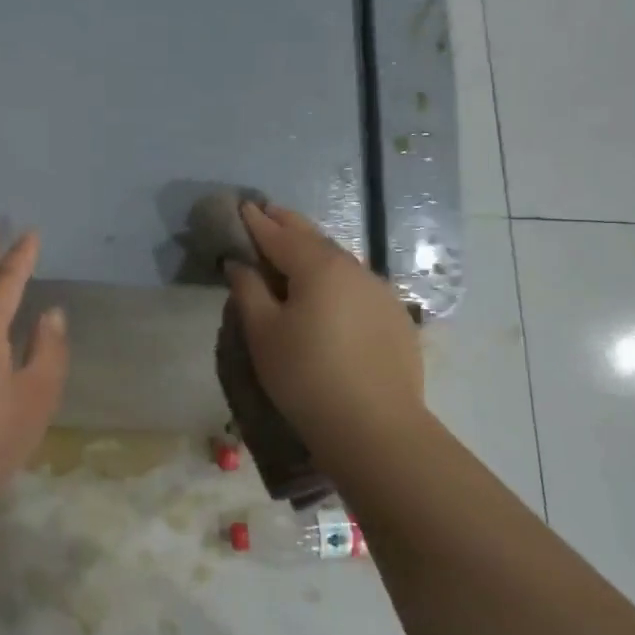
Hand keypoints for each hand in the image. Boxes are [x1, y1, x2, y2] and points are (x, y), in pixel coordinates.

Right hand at [226, 202, 424, 465]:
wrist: (374, 427)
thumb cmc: (305, 376)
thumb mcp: (263, 333)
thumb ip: (248, 290)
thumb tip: (239, 263)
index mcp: (318, 266)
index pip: (279, 235)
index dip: (257, 222)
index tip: (242, 207)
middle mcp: (354, 269)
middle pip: (314, 239)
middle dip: (288, 226)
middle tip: (268, 215)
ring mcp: (381, 292)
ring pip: (339, 262)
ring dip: (314, 252)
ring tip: (294, 254)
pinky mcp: (395, 318)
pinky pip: (357, 286)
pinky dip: (336, 279)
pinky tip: (329, 294)